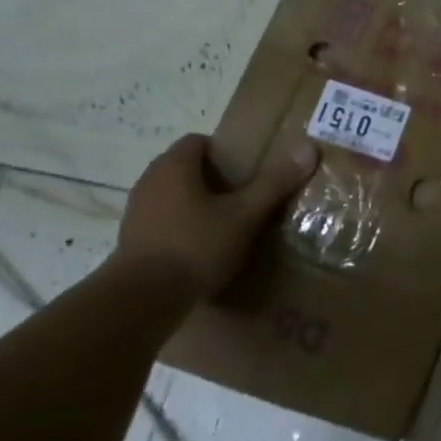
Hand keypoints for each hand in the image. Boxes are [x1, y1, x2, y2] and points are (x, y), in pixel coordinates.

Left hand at [116, 134, 317, 296]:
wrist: (143, 299)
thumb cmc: (196, 246)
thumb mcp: (245, 215)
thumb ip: (274, 183)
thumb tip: (308, 148)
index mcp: (174, 166)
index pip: (198, 141)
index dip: (224, 152)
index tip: (247, 172)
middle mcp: (150, 181)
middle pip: (185, 168)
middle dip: (213, 179)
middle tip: (244, 198)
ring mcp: (137, 211)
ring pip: (173, 195)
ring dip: (196, 204)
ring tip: (226, 224)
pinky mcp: (132, 240)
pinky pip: (163, 220)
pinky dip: (182, 226)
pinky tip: (202, 249)